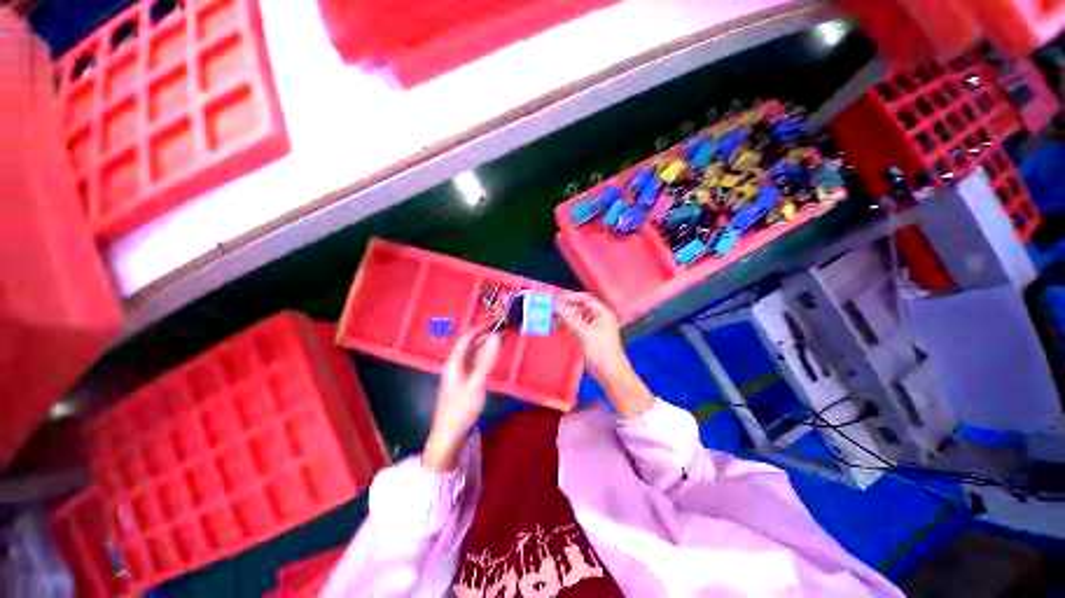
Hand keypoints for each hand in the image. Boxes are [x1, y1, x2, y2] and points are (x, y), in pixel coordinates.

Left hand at [424, 324, 500, 470]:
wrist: (448, 435)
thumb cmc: (461, 409)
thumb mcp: (476, 383)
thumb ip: (486, 360)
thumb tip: (495, 337)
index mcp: (454, 362)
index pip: (467, 337)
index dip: (480, 327)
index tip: (494, 320)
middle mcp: (455, 364)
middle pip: (470, 344)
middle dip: (485, 335)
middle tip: (501, 328)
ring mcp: (458, 373)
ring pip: (473, 353)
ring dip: (485, 345)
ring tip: (500, 338)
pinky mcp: (463, 381)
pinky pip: (474, 363)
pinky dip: (484, 356)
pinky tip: (493, 356)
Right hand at [557, 292, 629, 383]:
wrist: (609, 373)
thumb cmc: (601, 350)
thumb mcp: (584, 333)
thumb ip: (570, 318)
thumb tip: (556, 305)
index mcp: (603, 313)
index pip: (586, 299)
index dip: (572, 297)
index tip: (557, 298)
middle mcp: (598, 317)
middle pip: (580, 307)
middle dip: (567, 306)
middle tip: (551, 306)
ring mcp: (592, 327)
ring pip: (576, 317)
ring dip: (565, 316)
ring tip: (551, 315)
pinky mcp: (586, 336)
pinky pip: (575, 326)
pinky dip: (566, 325)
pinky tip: (556, 324)